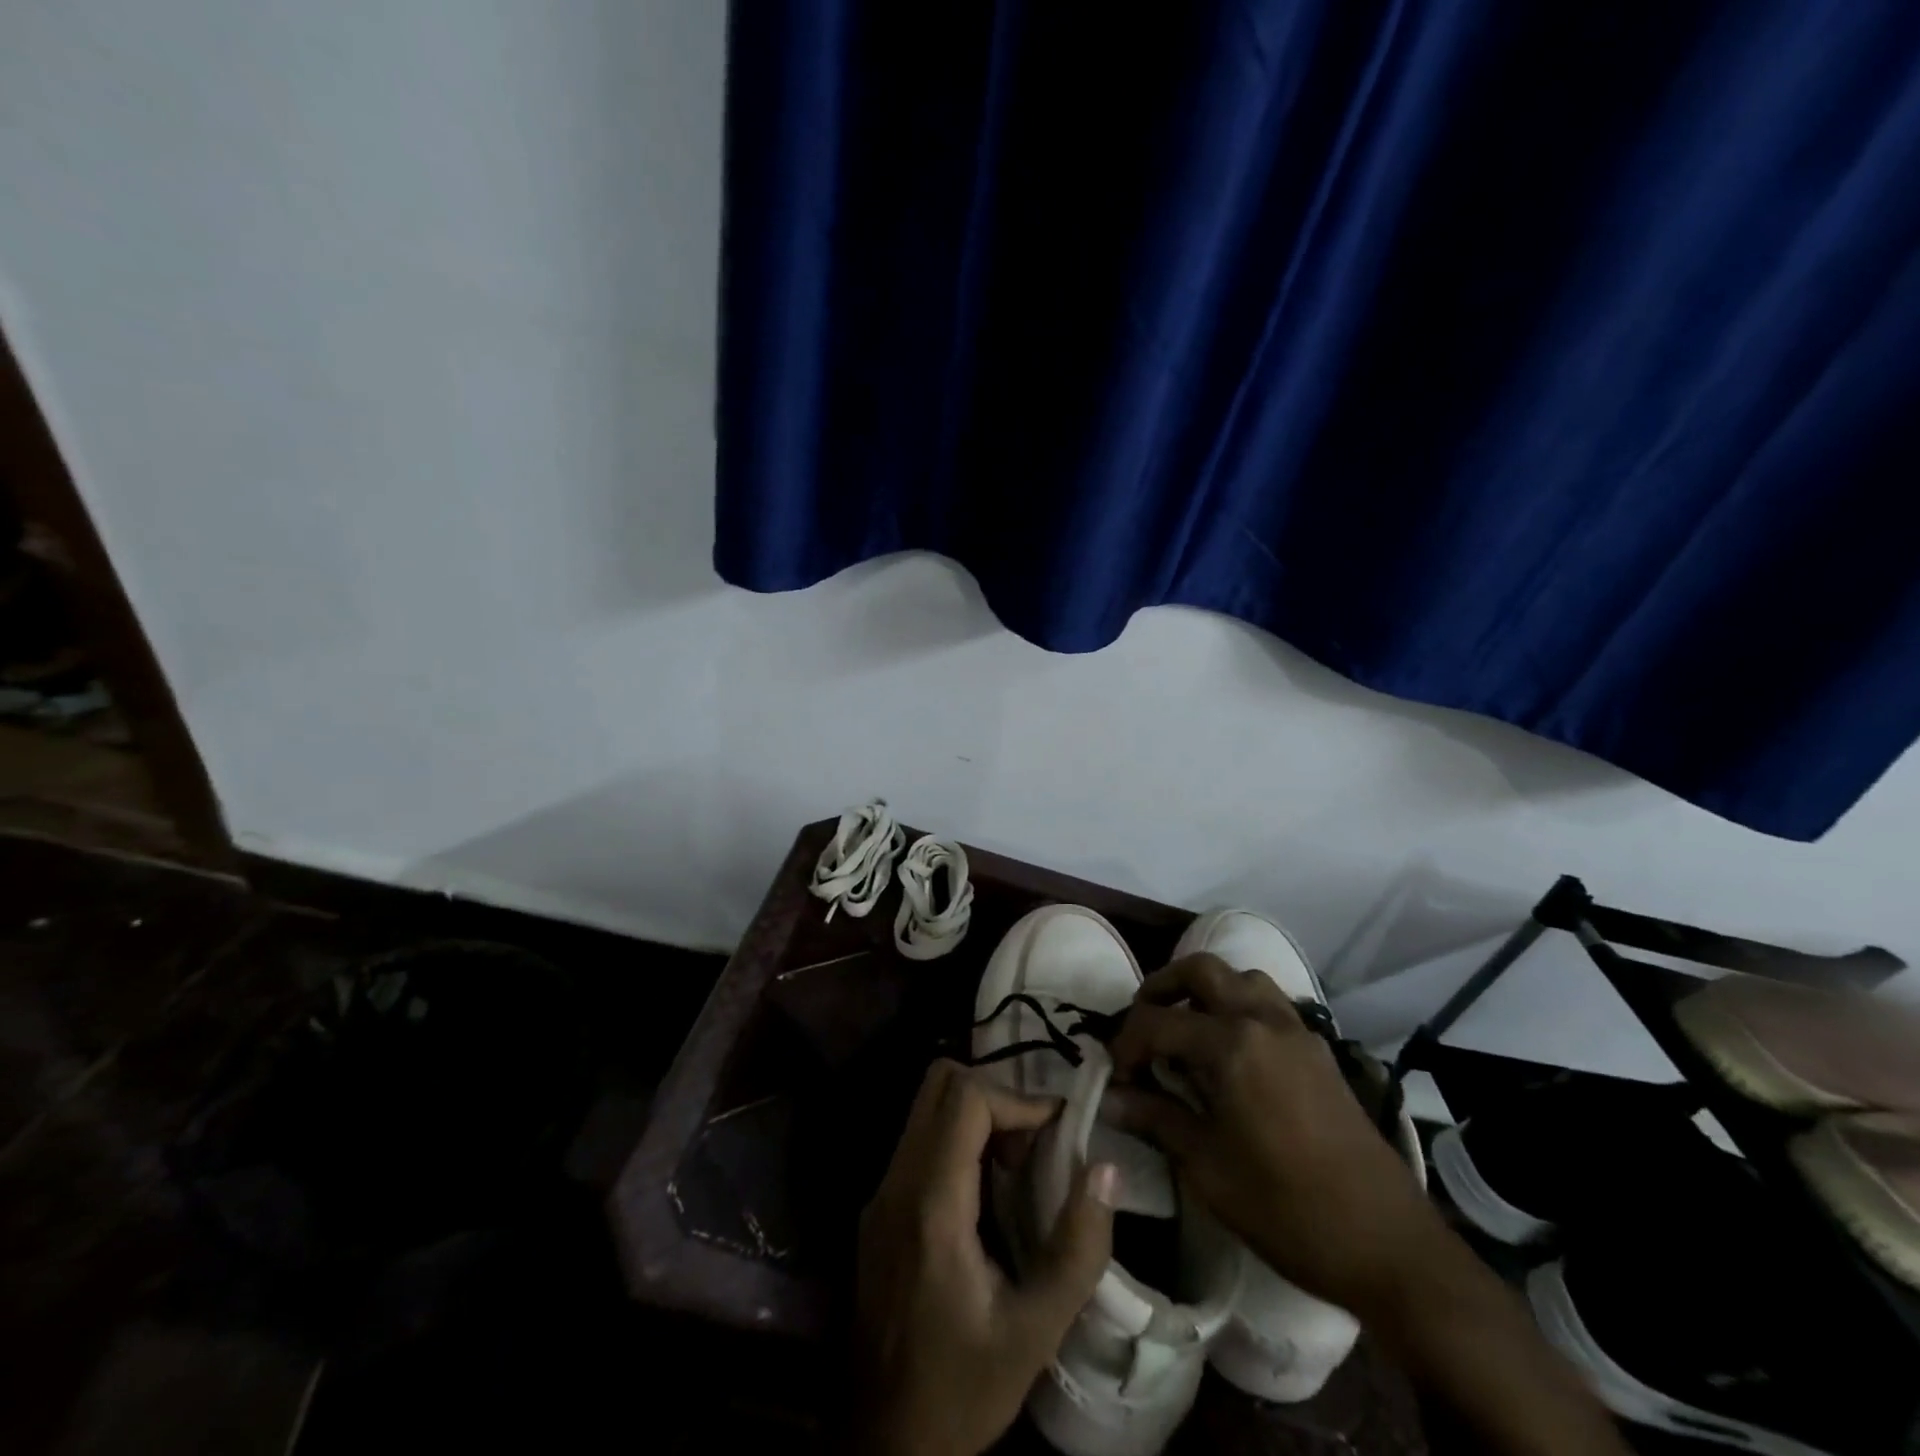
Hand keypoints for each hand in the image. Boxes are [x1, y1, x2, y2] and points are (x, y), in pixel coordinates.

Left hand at [853, 1059, 1118, 1455]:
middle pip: (939, 1083)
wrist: (885, 1442)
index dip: (1017, 1098)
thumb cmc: (962, 1389)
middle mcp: (896, 1182)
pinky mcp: (879, 1207)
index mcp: (931, 1205)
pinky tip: (988, 1190)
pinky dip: (958, 1138)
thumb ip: (1077, 1249)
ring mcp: (880, 1192)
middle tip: (1034, 1142)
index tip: (1058, 1129)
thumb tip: (1106, 1168)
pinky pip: (920, 1140)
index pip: (965, 1098)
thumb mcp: (1036, 1332)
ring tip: (1018, 1165)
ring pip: (926, 1107)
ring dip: (976, 1114)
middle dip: (995, 1094)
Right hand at [1106, 954, 1445, 1319]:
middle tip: (1143, 1023)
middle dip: (1162, 987)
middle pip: (1201, 970)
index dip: (1127, 1044)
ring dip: (1206, 989)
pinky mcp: (1318, 1050)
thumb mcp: (1207, 1168)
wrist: (1387, 1244)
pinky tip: (1232, 1051)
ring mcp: (1297, 1031)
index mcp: (1231, 1045)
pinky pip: (1270, 1003)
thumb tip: (1110, 1099)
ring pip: (1242, 977)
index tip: (1115, 1076)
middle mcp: (1262, 1020)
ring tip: (1187, 1028)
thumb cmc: (1286, 1208)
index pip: (1158, 1022)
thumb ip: (1156, 1119)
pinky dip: (1240, 1006)